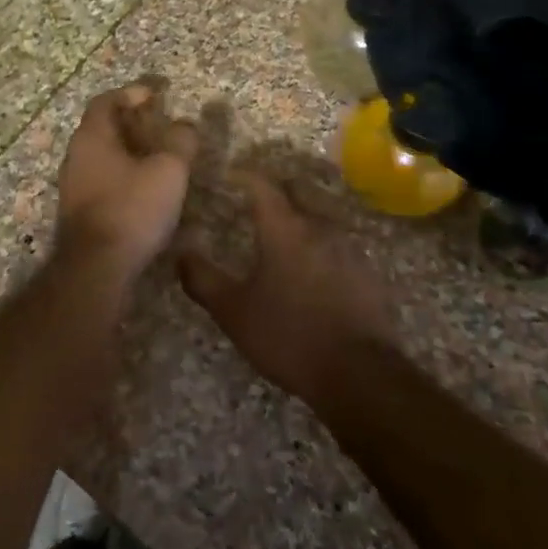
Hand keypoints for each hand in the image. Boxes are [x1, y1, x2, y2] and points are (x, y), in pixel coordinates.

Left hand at [55, 85, 198, 278]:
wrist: (96, 268)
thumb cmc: (132, 209)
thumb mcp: (168, 170)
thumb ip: (180, 141)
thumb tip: (184, 124)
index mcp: (92, 137)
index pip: (105, 101)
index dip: (129, 93)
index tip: (154, 95)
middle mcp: (76, 156)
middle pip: (102, 128)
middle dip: (131, 123)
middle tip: (159, 126)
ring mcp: (74, 186)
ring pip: (102, 156)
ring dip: (128, 151)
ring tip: (158, 158)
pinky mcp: (79, 212)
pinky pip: (102, 180)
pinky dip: (123, 175)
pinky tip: (145, 190)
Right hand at [177, 173, 395, 405]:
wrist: (360, 373)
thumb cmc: (288, 336)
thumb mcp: (234, 312)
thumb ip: (204, 280)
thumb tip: (180, 253)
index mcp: (284, 228)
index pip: (262, 185)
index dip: (243, 175)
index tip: (228, 175)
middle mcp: (319, 227)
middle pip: (296, 193)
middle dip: (274, 192)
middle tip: (252, 202)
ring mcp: (348, 248)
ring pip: (319, 218)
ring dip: (299, 219)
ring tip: (280, 237)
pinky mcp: (367, 272)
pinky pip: (338, 245)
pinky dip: (320, 246)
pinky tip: (312, 270)